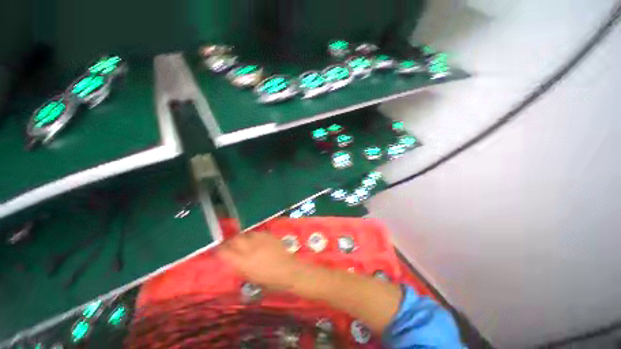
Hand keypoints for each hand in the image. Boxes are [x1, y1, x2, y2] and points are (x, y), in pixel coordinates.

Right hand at [217, 232, 303, 290]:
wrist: (289, 271)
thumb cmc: (270, 281)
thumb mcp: (251, 279)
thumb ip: (240, 267)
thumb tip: (233, 259)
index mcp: (243, 263)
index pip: (224, 252)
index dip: (219, 250)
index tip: (218, 250)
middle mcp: (250, 249)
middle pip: (235, 239)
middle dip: (231, 241)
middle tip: (231, 245)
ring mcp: (260, 240)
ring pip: (246, 234)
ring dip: (243, 238)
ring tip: (245, 242)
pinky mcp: (269, 235)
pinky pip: (257, 232)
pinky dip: (254, 236)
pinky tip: (257, 241)